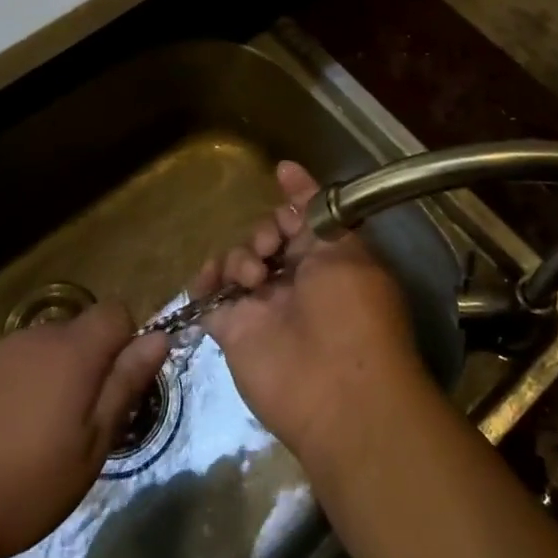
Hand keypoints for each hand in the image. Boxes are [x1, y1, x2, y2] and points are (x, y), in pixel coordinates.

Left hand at [0, 304, 168, 557]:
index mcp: (73, 351)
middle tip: (72, 423)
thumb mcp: (91, 447)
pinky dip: (1, 392)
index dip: (123, 342)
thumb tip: (159, 337)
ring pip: (32, 353)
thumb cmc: (23, 486)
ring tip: (25, 437)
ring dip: (41, 379)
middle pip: (73, 333)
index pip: (115, 312)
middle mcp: (33, 338)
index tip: (114, 386)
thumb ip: (125, 385)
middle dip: (81, 365)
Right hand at [197, 161, 432, 468]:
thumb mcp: (343, 247)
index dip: (291, 200)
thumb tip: (286, 166)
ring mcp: (262, 305)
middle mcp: (295, 279)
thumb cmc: (353, 310)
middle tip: (270, 245)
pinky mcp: (233, 330)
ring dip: (240, 256)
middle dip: (264, 230)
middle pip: (265, 236)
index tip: (281, 174)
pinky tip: (212, 282)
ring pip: (237, 260)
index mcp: (329, 259)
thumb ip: (313, 208)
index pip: (302, 219)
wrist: (339, 391)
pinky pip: (208, 297)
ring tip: (252, 277)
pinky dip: (204, 283)